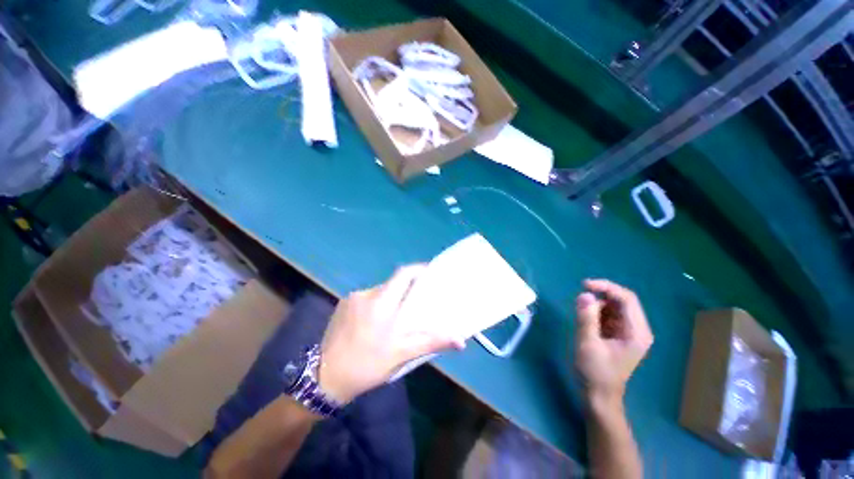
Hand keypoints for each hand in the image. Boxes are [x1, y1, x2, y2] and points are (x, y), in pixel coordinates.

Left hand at [318, 265, 464, 403]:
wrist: (325, 378)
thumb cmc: (368, 365)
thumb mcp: (401, 354)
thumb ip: (431, 342)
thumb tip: (461, 340)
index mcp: (383, 303)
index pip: (403, 274)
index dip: (418, 269)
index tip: (429, 273)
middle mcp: (367, 294)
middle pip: (392, 282)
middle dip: (405, 288)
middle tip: (415, 302)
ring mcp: (353, 297)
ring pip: (379, 291)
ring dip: (390, 298)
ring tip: (395, 316)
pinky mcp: (343, 304)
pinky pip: (366, 297)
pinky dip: (376, 303)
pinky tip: (375, 322)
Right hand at [573, 279, 652, 405]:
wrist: (598, 396)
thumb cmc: (595, 372)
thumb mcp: (587, 343)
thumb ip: (586, 317)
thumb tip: (584, 294)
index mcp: (636, 332)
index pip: (627, 299)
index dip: (606, 287)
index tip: (584, 285)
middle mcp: (637, 330)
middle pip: (622, 301)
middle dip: (601, 296)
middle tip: (580, 298)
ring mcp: (628, 333)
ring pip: (614, 307)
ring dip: (597, 305)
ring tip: (581, 315)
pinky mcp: (619, 336)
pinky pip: (609, 316)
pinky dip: (596, 313)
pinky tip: (586, 321)